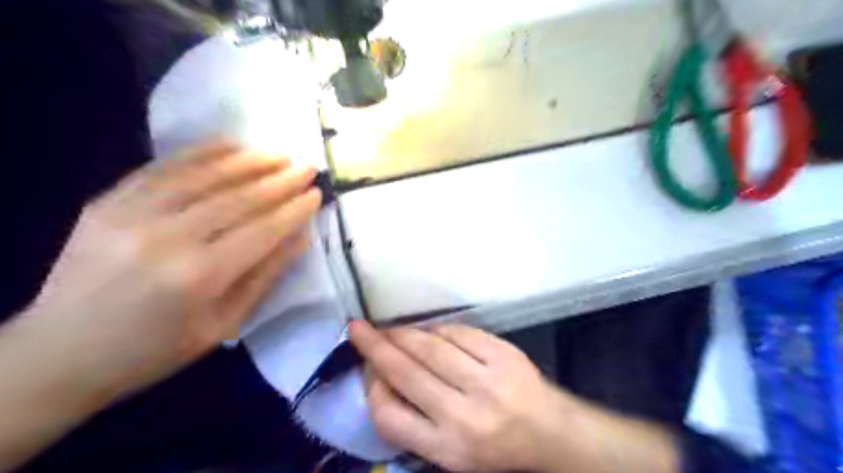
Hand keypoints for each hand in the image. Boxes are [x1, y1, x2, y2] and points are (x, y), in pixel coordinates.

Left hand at [30, 140, 318, 394]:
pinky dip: (202, 152)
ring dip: (248, 161)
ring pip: (204, 175)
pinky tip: (230, 144)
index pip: (263, 229)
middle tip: (307, 167)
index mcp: (200, 276)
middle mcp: (168, 238)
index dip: (294, 209)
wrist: (60, 354)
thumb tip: (301, 235)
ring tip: (278, 153)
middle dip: (280, 180)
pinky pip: (164, 168)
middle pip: (239, 198)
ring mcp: (132, 214)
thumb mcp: (225, 324)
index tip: (317, 193)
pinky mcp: (108, 202)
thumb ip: (266, 275)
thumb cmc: (157, 349)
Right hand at [350, 321, 565, 471]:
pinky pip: (459, 333)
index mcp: (447, 447)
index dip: (372, 387)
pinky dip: (437, 329)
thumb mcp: (449, 452)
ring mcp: (486, 381)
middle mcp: (464, 415)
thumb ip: (414, 420)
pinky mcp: (503, 355)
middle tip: (358, 329)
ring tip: (389, 329)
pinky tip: (428, 331)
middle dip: (376, 347)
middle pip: (407, 372)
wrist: (549, 431)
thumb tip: (382, 375)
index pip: (390, 416)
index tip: (367, 369)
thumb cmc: (493, 445)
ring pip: (431, 347)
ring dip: (403, 333)